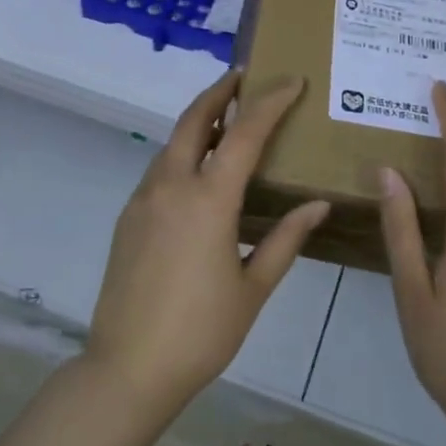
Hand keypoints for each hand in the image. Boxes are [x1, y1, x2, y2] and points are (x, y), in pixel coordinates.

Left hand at [86, 70, 329, 419]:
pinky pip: (160, 169)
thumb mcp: (253, 288)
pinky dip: (183, 152)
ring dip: (199, 121)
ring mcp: (143, 200)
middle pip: (193, 119)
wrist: (128, 368)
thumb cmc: (201, 332)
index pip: (244, 133)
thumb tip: (317, 205)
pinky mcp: (128, 217)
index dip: (270, 102)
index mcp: (208, 200)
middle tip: (243, 77)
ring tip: (227, 119)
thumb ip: (285, 239)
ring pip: (172, 142)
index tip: (292, 82)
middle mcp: (171, 187)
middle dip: (219, 92)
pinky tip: (200, 172)